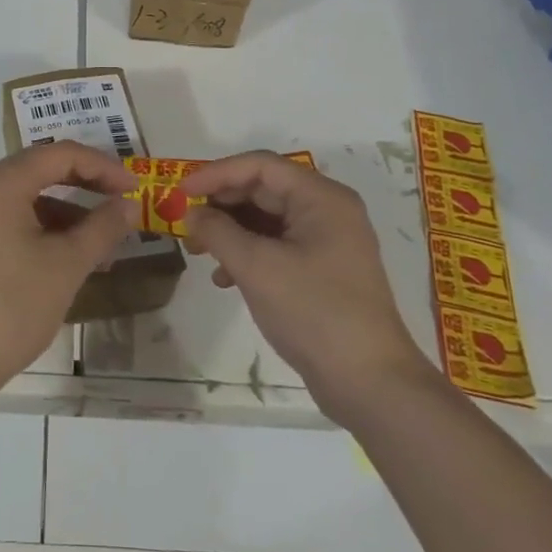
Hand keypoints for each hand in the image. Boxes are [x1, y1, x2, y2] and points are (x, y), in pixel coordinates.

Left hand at [0, 141, 135, 399]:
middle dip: (87, 186)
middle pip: (42, 170)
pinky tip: (72, 259)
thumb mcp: (66, 266)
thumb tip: (130, 204)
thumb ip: (102, 228)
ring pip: (28, 197)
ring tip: (105, 245)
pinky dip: (44, 229)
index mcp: (0, 183)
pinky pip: (13, 218)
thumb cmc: (10, 307)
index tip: (135, 189)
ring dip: (68, 213)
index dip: (103, 167)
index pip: (60, 154)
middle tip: (124, 205)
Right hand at [182, 151, 431, 422]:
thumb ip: (218, 231)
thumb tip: (191, 213)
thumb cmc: (314, 312)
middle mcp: (327, 210)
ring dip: (229, 231)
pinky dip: (247, 254)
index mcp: (321, 198)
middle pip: (263, 190)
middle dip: (220, 204)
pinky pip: (276, 245)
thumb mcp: (257, 267)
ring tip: (197, 252)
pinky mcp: (322, 270)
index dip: (216, 173)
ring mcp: (327, 241)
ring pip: (266, 219)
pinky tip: (224, 278)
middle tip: (185, 223)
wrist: (371, 385)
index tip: (180, 192)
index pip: (260, 166)